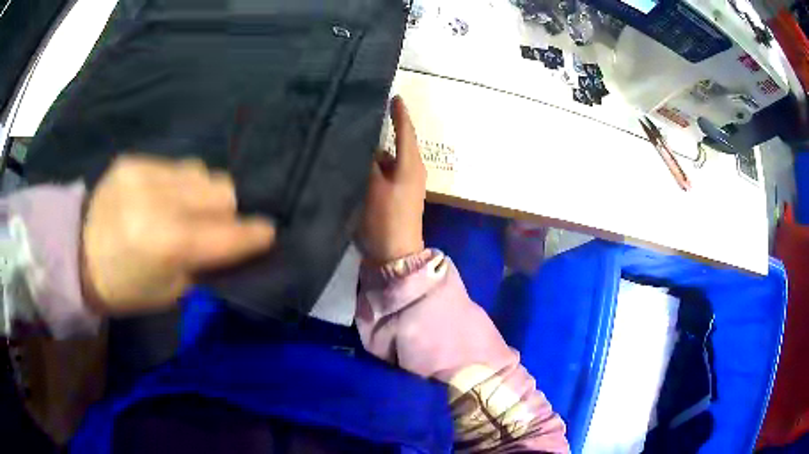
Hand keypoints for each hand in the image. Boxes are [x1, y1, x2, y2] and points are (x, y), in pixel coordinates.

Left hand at [81, 156, 275, 314]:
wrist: (78, 257)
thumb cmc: (127, 288)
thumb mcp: (171, 292)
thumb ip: (206, 263)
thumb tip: (236, 243)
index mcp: (169, 243)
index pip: (228, 233)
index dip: (254, 234)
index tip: (269, 232)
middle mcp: (159, 200)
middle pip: (221, 189)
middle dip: (228, 209)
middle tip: (217, 224)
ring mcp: (144, 174)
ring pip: (201, 172)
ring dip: (202, 193)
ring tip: (187, 208)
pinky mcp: (133, 160)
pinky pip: (174, 166)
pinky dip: (178, 183)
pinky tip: (162, 198)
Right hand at [360, 96, 426, 263]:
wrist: (394, 257)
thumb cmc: (385, 219)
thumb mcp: (372, 187)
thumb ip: (367, 163)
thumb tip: (365, 145)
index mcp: (411, 165)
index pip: (406, 131)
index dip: (400, 113)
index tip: (393, 96)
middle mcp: (410, 172)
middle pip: (395, 145)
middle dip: (380, 132)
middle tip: (360, 117)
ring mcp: (402, 186)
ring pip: (386, 161)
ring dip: (371, 153)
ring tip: (350, 141)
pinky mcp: (393, 198)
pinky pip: (382, 175)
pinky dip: (370, 169)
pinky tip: (353, 166)